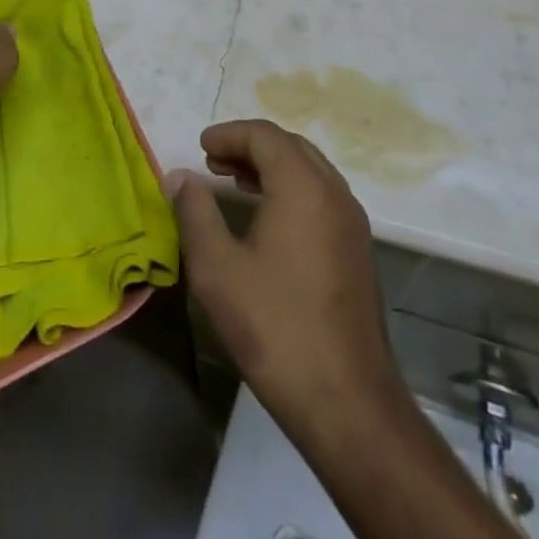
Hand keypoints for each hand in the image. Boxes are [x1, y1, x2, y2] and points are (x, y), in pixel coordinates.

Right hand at [171, 121, 405, 443]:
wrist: (348, 404)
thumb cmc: (276, 328)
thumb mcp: (218, 269)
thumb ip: (195, 212)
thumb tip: (180, 176)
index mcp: (303, 186)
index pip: (264, 135)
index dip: (229, 134)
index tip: (200, 148)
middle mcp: (334, 193)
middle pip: (290, 146)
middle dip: (249, 146)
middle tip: (213, 162)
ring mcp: (353, 223)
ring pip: (309, 171)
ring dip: (271, 167)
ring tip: (234, 184)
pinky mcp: (358, 251)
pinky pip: (321, 197)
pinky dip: (291, 189)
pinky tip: (267, 220)